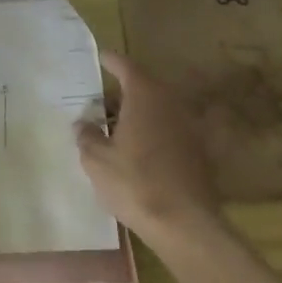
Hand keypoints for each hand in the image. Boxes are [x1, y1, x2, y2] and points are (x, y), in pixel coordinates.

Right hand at [76, 51, 221, 237]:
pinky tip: (138, 149)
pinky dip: (153, 132)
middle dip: (123, 91)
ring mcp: (189, 129)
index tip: (100, 57)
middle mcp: (171, 104)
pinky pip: (170, 131)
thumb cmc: (135, 183)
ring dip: (139, 113)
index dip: (111, 61)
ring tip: (116, 126)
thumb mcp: (96, 159)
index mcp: (145, 97)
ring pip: (159, 110)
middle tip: (101, 99)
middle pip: (145, 87)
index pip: (126, 67)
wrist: (185, 225)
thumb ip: (87, 135)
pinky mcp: (199, 153)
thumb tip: (83, 123)